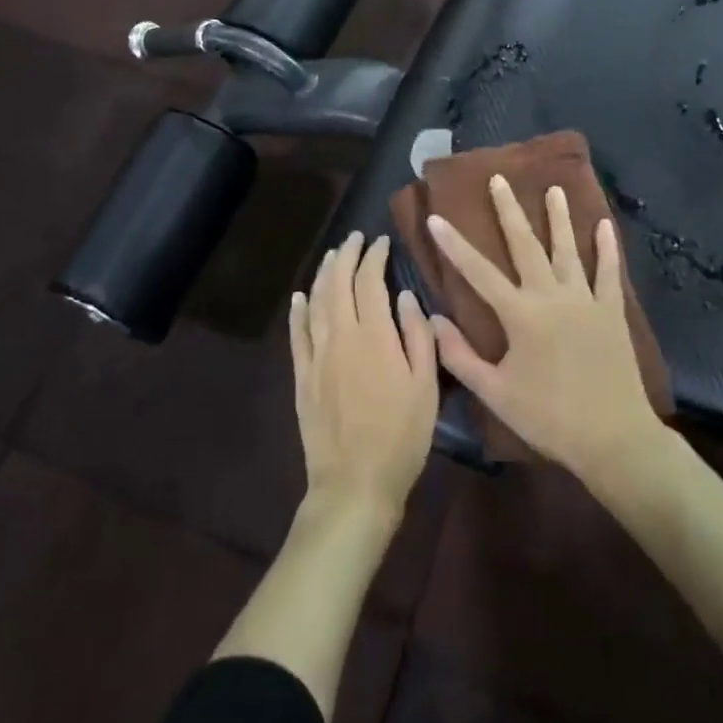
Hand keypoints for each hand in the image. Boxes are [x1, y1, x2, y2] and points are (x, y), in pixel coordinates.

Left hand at [290, 231, 439, 523]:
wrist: (355, 483)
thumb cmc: (401, 436)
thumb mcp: (426, 387)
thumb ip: (417, 337)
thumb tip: (406, 296)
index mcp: (374, 335)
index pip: (370, 281)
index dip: (375, 257)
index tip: (382, 242)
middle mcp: (341, 335)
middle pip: (339, 283)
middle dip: (347, 256)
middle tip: (355, 239)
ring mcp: (317, 355)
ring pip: (316, 302)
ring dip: (324, 274)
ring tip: (332, 256)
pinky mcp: (302, 376)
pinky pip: (297, 334)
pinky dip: (298, 311)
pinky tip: (300, 297)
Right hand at [428, 174, 665, 487]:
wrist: (614, 439)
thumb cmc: (549, 418)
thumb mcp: (495, 393)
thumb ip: (460, 356)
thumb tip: (434, 319)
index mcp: (520, 315)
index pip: (478, 272)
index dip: (454, 244)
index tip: (436, 217)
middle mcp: (551, 296)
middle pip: (526, 245)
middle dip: (509, 211)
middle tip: (499, 179)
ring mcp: (585, 300)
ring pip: (568, 249)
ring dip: (559, 217)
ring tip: (553, 188)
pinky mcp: (611, 311)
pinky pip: (609, 272)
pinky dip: (606, 248)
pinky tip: (603, 225)